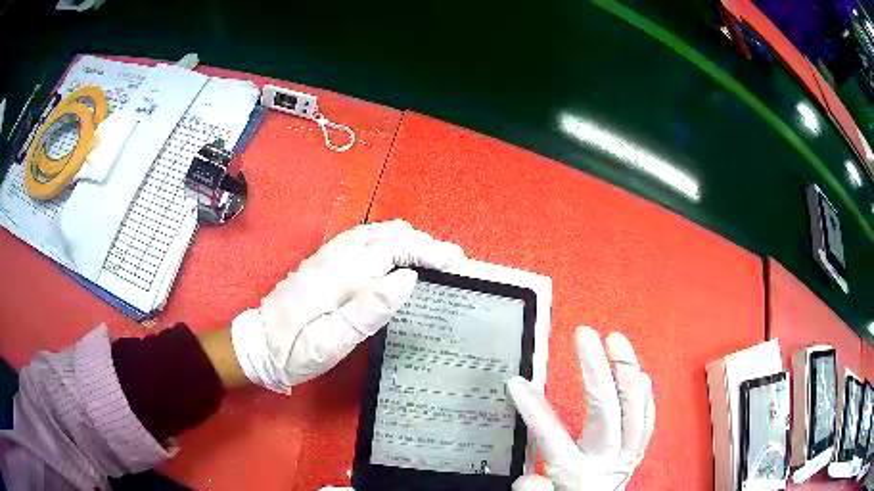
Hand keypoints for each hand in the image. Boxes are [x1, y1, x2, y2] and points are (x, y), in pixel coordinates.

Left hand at [231, 220, 464, 393]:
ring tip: (431, 254)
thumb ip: (367, 310)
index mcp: (339, 276)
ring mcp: (326, 256)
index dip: (426, 251)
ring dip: (406, 239)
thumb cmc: (294, 351)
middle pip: (385, 235)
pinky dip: (386, 239)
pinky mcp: (321, 262)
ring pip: (373, 232)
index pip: (391, 249)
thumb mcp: (330, 343)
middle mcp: (334, 257)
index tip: (454, 261)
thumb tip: (406, 279)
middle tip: (451, 260)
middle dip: (422, 243)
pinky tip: (394, 250)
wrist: (256, 344)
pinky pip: (360, 238)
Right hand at [507, 326, 654, 490]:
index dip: (533, 407)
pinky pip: (647, 420)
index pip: (551, 435)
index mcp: (575, 473)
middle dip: (595, 368)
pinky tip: (640, 374)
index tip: (517, 382)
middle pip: (605, 411)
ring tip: (616, 340)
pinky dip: (644, 395)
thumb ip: (532, 490)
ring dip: (627, 370)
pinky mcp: (638, 452)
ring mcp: (626, 454)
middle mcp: (605, 460)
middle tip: (583, 335)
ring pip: (634, 408)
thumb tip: (528, 477)